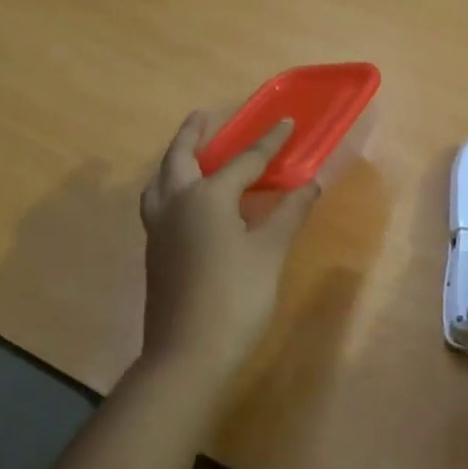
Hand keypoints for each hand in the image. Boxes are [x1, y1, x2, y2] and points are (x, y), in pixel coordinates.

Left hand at [138, 112, 320, 382]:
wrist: (188, 353)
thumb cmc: (236, 296)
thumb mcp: (270, 252)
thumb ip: (290, 213)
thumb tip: (312, 185)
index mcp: (206, 197)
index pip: (244, 161)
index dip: (270, 142)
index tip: (287, 122)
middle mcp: (176, 204)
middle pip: (180, 158)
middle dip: (194, 133)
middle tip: (205, 115)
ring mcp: (159, 229)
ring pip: (160, 181)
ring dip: (174, 160)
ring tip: (190, 154)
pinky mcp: (155, 251)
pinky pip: (158, 202)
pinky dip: (170, 186)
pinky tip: (187, 201)